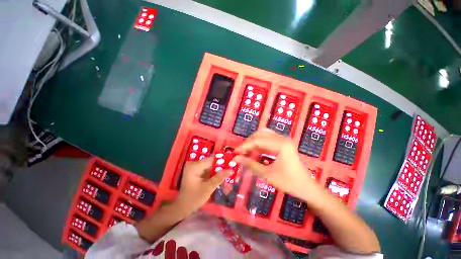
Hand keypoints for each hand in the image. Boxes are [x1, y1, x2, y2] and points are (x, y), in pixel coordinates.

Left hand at [174, 157, 231, 215]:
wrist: (182, 208)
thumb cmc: (194, 198)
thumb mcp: (208, 188)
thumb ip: (219, 177)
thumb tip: (231, 170)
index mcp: (195, 166)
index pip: (212, 159)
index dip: (222, 160)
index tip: (232, 163)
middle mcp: (194, 164)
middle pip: (212, 163)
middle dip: (222, 167)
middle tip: (232, 170)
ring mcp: (195, 168)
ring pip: (211, 167)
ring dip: (219, 172)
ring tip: (229, 176)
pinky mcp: (197, 172)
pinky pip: (208, 171)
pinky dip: (215, 174)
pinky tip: (222, 178)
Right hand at [234, 129, 318, 197]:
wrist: (306, 187)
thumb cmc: (288, 182)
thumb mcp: (267, 174)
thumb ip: (250, 164)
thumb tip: (236, 158)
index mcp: (281, 144)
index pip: (257, 140)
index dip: (244, 146)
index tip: (235, 152)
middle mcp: (282, 138)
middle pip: (260, 134)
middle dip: (248, 143)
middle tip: (240, 152)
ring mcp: (283, 140)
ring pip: (263, 135)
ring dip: (252, 142)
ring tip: (245, 151)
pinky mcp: (282, 143)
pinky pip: (267, 139)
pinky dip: (258, 143)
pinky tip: (253, 150)